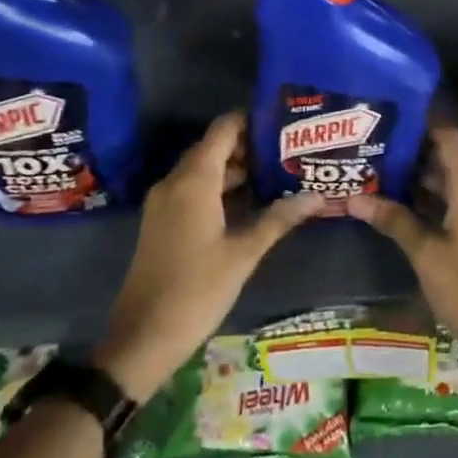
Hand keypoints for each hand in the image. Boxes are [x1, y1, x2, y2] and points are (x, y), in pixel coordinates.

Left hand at [92, 113, 324, 399]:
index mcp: (193, 182)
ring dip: (236, 167)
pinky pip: (194, 189)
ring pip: (204, 169)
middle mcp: (175, 183)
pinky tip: (251, 200)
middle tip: (289, 146)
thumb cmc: (195, 292)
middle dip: (249, 144)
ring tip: (278, 169)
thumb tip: (316, 195)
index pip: (223, 130)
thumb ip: (278, 219)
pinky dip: (220, 186)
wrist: (141, 339)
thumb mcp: (243, 255)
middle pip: (213, 147)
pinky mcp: (162, 222)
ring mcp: (164, 203)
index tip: (283, 118)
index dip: (250, 118)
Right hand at [347, 125, 457, 334]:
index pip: (450, 138)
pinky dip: (435, 196)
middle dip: (417, 152)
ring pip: (453, 180)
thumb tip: (354, 199)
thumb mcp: (424, 251)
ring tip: (385, 170)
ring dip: (424, 176)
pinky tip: (405, 202)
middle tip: (380, 147)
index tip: (395, 118)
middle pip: (450, 158)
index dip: (425, 125)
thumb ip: (393, 219)